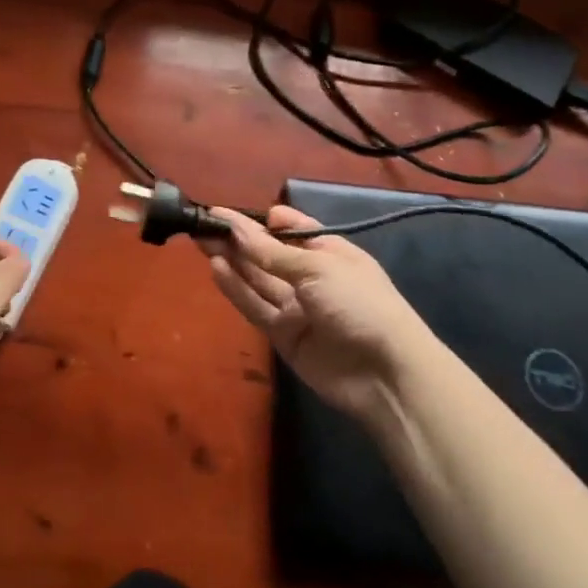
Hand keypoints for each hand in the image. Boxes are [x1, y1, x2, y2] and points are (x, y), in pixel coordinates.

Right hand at [199, 207, 427, 426]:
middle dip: (238, 238)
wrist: (386, 374)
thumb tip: (238, 228)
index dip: (262, 221)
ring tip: (201, 239)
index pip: (290, 229)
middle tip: (203, 223)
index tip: (230, 213)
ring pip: (257, 279)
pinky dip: (236, 288)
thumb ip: (271, 252)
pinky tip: (215, 268)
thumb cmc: (359, 303)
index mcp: (329, 252)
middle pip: (268, 254)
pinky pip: (256, 307)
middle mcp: (310, 277)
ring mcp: (296, 307)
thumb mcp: (317, 267)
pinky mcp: (284, 335)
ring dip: (232, 259)